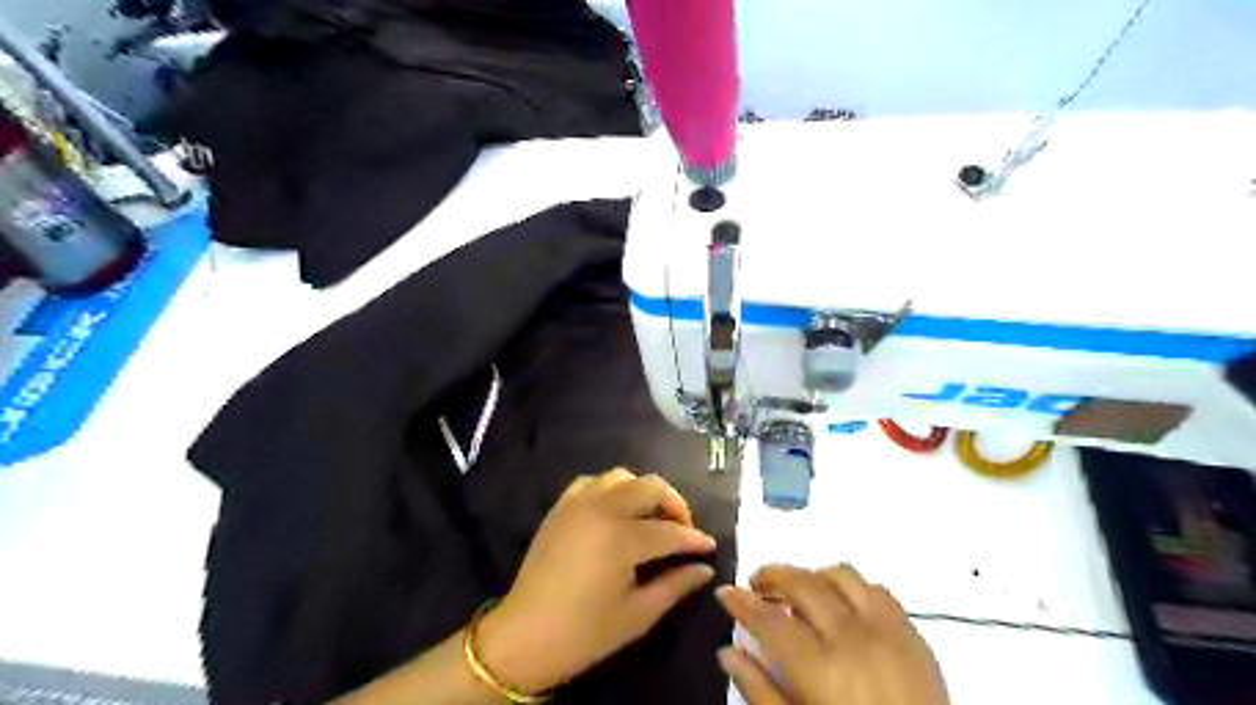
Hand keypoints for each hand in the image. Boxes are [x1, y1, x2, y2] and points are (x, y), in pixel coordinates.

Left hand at [479, 467, 721, 694]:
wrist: (525, 636)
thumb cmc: (585, 633)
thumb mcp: (637, 615)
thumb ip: (675, 586)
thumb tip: (704, 569)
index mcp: (622, 538)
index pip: (670, 531)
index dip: (694, 540)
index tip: (709, 547)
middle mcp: (602, 509)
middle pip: (651, 487)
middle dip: (675, 504)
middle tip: (682, 530)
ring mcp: (578, 503)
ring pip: (622, 476)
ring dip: (644, 491)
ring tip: (651, 517)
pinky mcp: (561, 507)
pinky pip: (592, 482)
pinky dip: (611, 489)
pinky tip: (616, 511)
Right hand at [710, 565, 947, 704]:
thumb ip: (759, 692)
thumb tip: (728, 652)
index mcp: (819, 669)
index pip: (769, 620)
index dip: (741, 602)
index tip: (725, 592)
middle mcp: (852, 638)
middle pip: (803, 584)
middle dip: (772, 576)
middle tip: (756, 585)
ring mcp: (887, 632)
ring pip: (842, 576)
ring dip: (812, 576)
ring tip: (799, 591)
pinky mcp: (914, 636)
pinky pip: (878, 590)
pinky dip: (852, 587)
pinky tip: (842, 603)